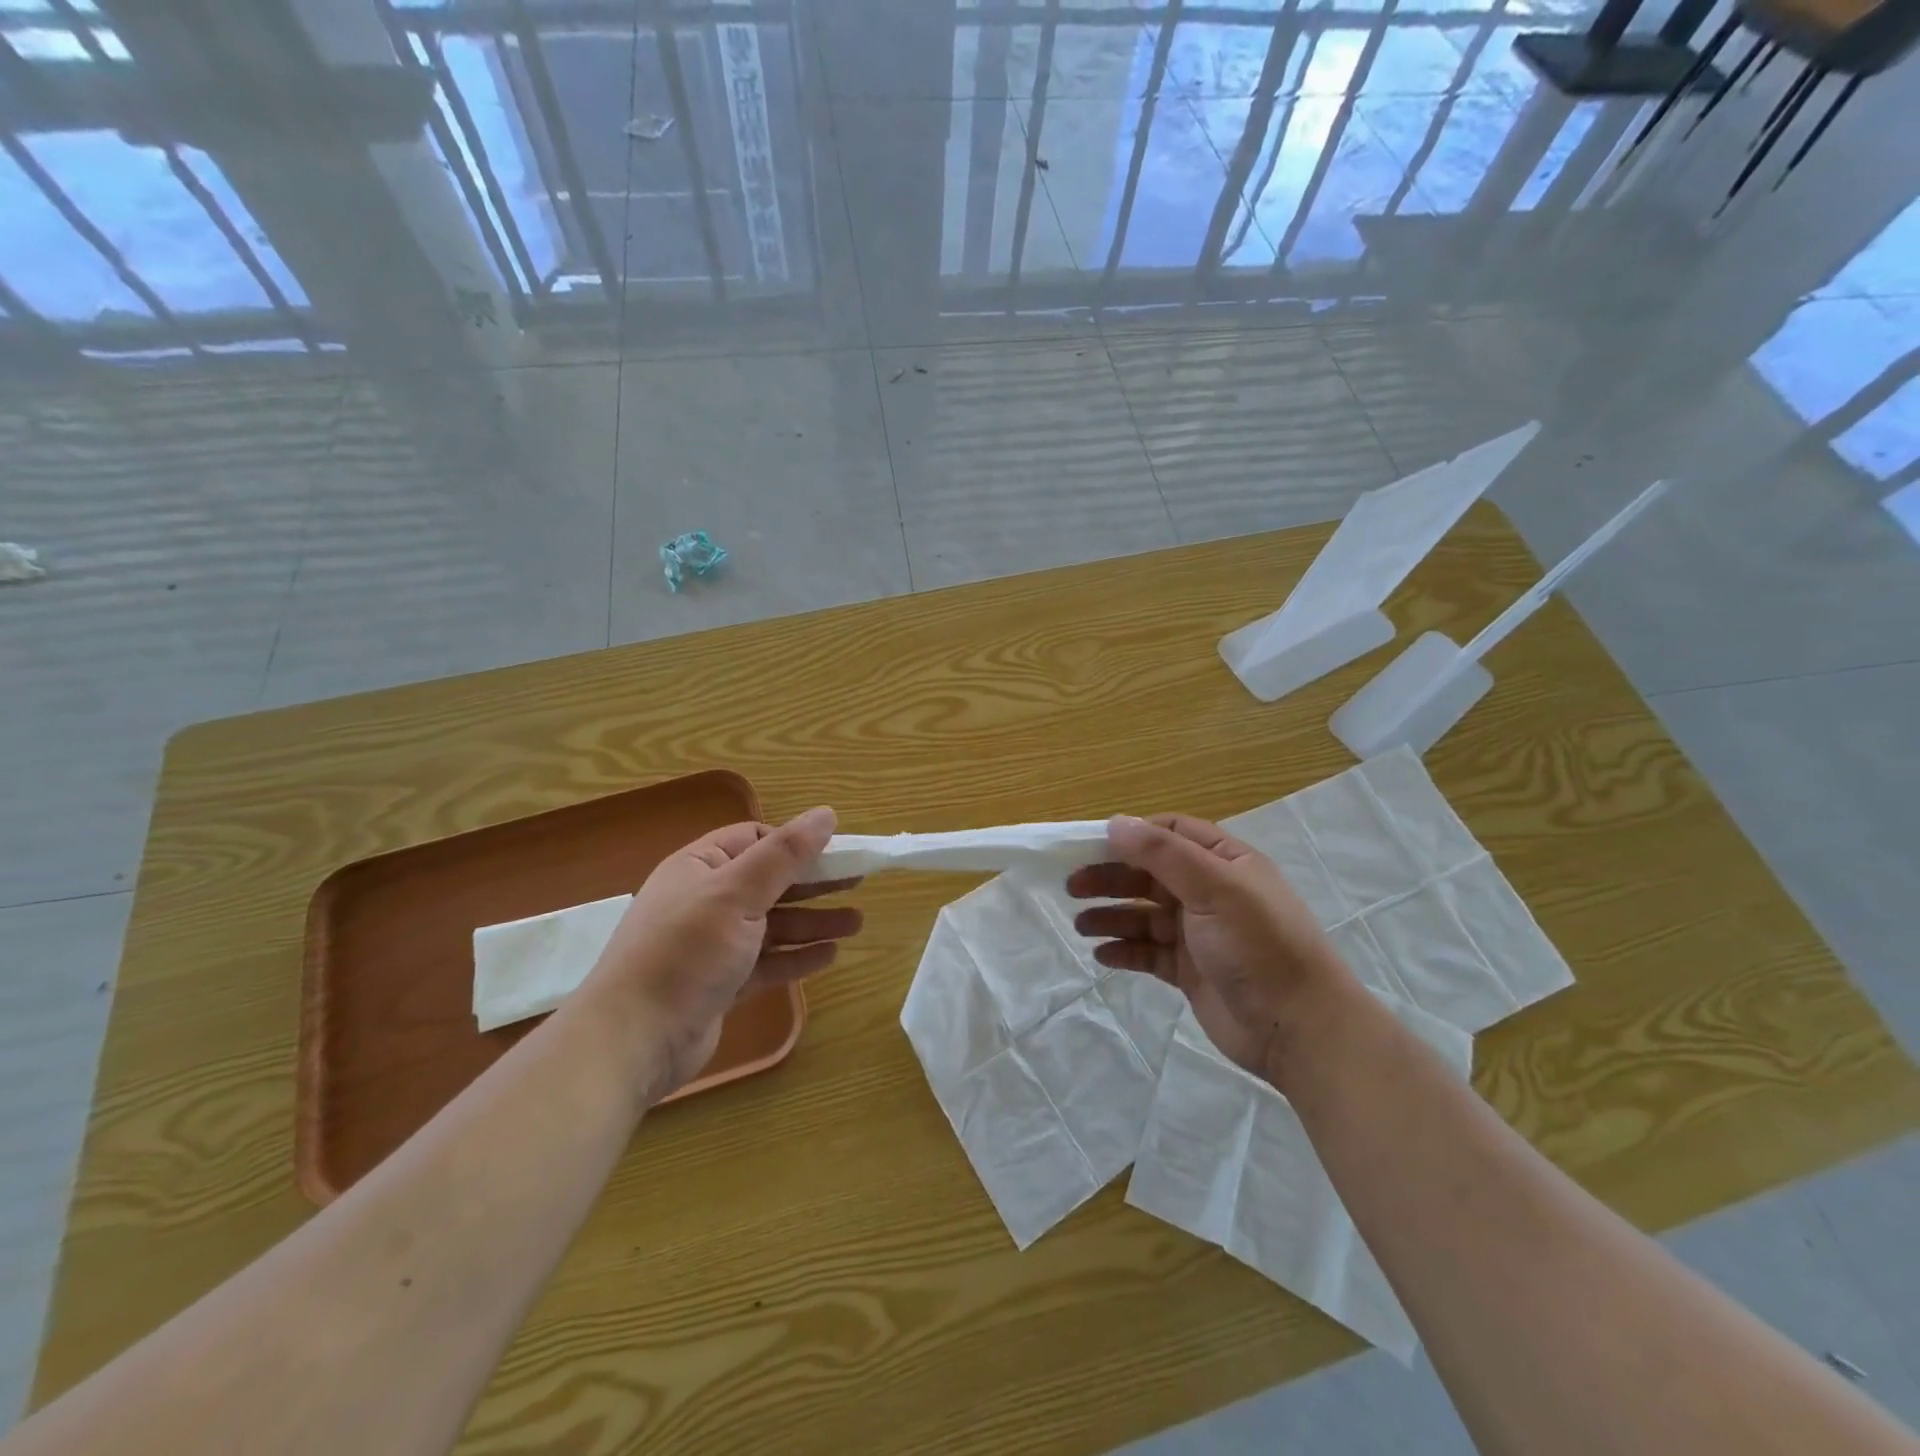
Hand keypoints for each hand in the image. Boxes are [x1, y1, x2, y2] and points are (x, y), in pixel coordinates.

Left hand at [583, 806, 861, 1102]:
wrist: (632, 1041)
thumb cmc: (685, 952)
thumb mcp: (737, 893)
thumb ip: (784, 854)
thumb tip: (826, 814)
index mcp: (700, 867)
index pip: (754, 839)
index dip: (795, 843)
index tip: (836, 851)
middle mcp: (706, 901)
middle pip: (770, 882)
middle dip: (814, 883)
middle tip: (859, 882)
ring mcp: (713, 945)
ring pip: (773, 925)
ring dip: (813, 922)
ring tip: (857, 923)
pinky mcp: (721, 984)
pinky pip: (767, 962)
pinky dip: (797, 958)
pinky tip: (829, 956)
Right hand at [1067, 813, 1354, 1080]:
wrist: (1299, 1028)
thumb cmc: (1258, 945)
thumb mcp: (1213, 887)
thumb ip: (1162, 853)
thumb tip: (1116, 823)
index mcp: (1224, 862)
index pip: (1171, 833)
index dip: (1133, 835)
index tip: (1092, 844)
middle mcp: (1210, 892)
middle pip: (1150, 875)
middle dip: (1111, 877)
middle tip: (1072, 887)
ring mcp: (1199, 934)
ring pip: (1144, 915)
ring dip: (1112, 915)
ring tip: (1080, 925)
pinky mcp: (1190, 971)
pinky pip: (1148, 953)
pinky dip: (1124, 950)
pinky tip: (1101, 954)